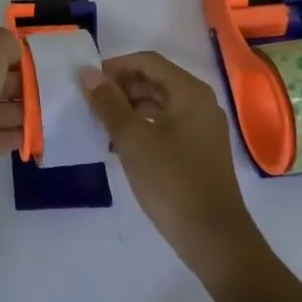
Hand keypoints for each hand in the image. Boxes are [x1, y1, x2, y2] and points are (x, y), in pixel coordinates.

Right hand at [81, 52, 263, 280]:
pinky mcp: (198, 150)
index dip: (116, 67)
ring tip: (101, 124)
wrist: (214, 239)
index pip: (147, 61)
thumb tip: (87, 72)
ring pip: (159, 103)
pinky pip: (165, 124)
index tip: (88, 83)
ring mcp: (202, 128)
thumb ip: (108, 103)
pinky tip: (120, 144)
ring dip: (129, 107)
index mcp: (190, 92)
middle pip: (154, 80)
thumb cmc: (172, 182)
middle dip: (121, 87)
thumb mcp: (132, 140)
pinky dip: (142, 126)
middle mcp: (200, 103)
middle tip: (91, 104)